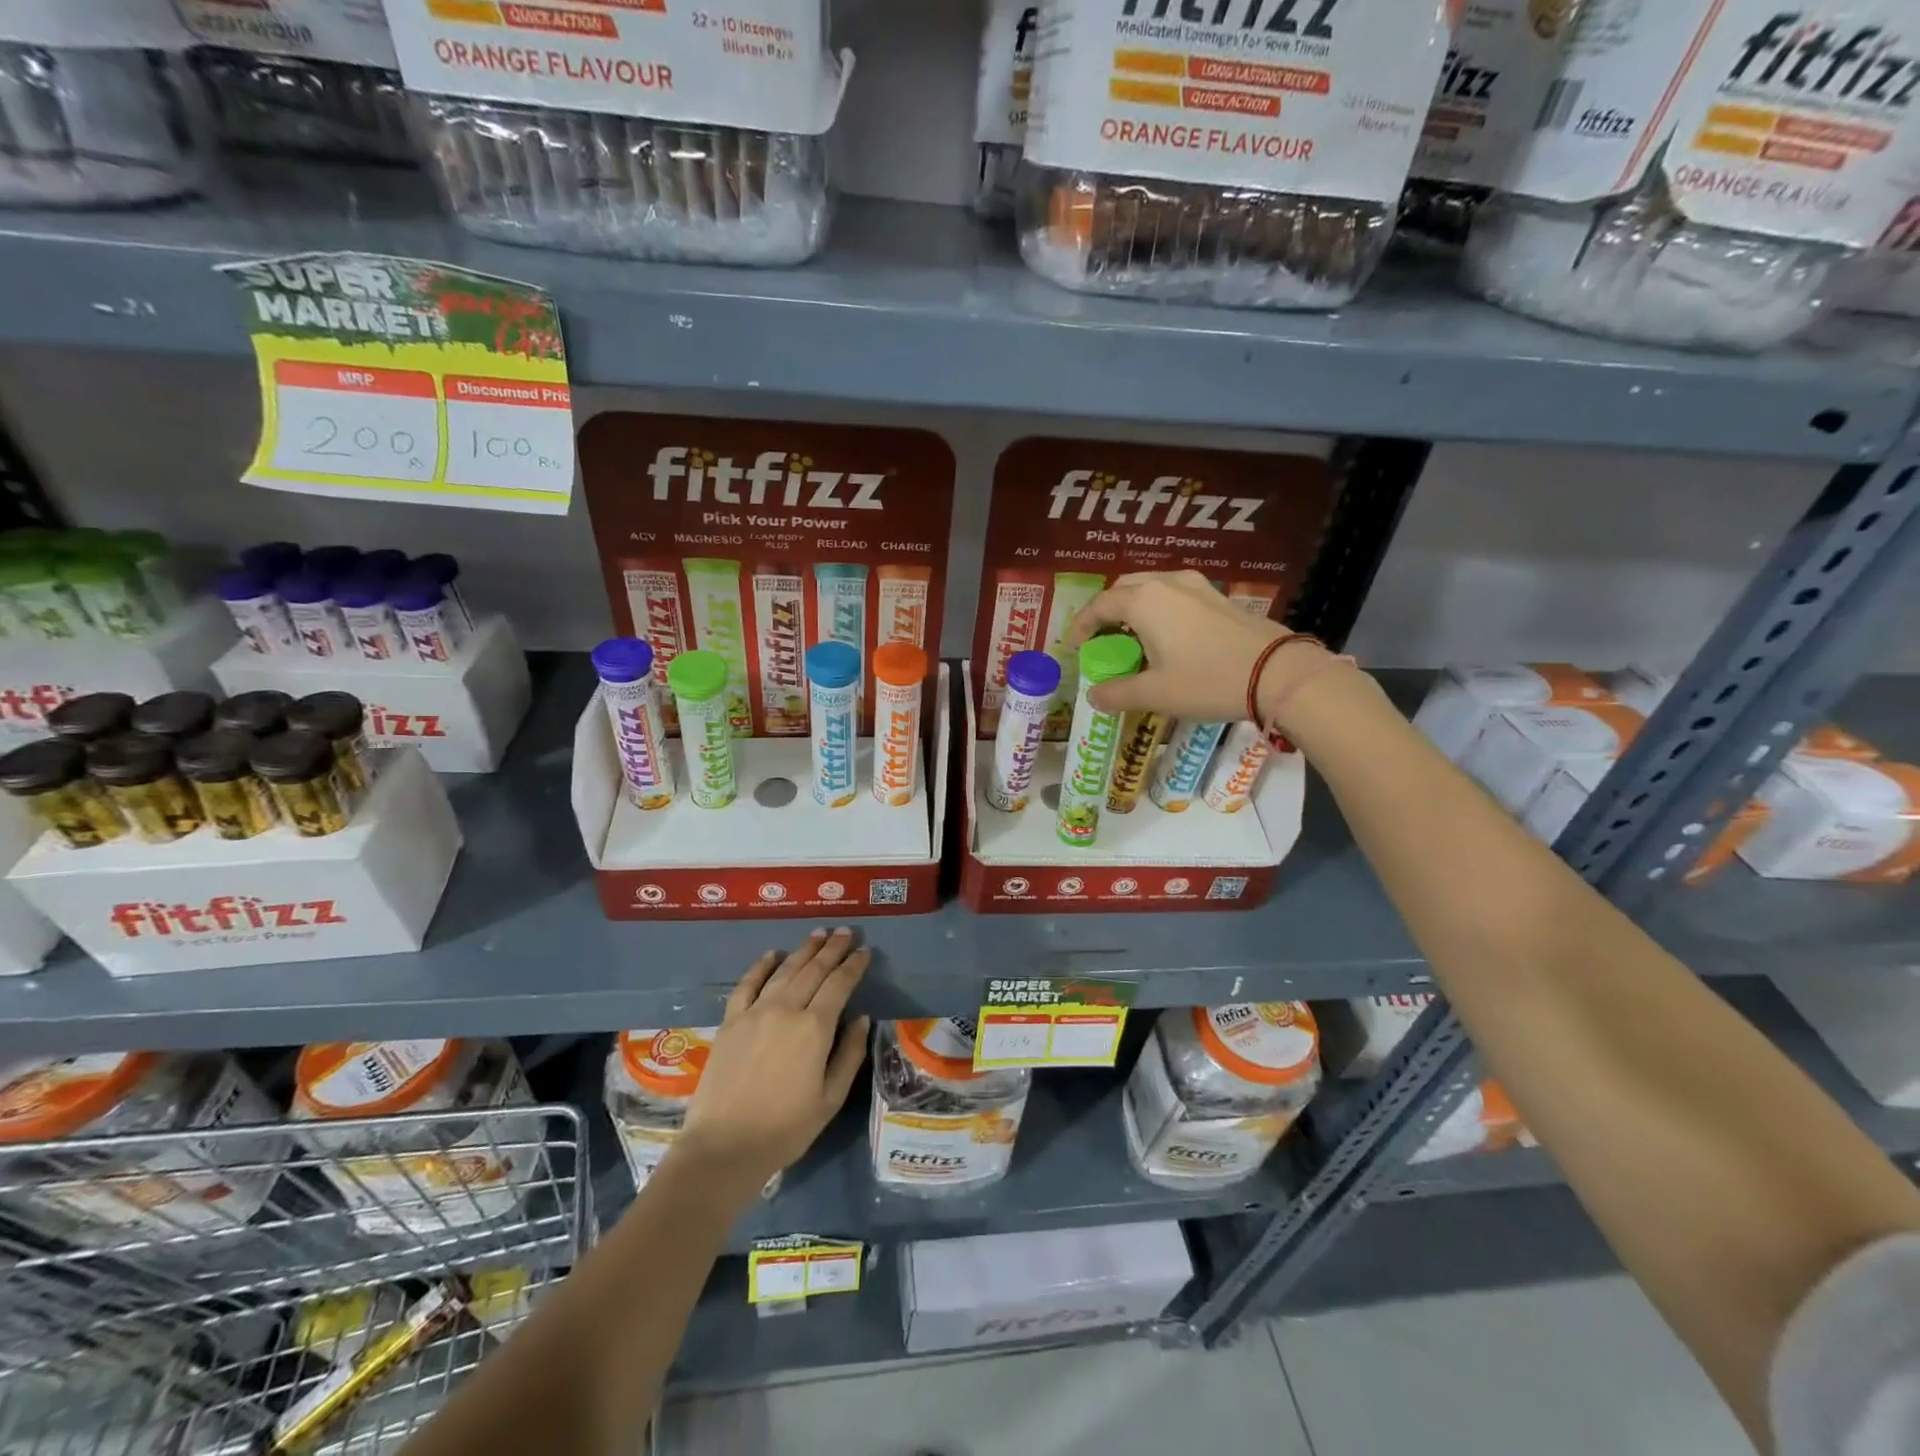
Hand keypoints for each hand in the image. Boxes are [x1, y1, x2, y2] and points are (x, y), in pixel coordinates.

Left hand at [676, 928, 871, 1198]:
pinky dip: (761, 966)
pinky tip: (772, 954)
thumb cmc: (785, 1129)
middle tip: (845, 932)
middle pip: (813, 970)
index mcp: (815, 1028)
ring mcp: (755, 1012)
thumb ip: (849, 1054)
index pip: (839, 984)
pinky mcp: (731, 1021)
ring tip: (818, 934)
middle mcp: (786, 1009)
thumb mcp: (830, 1098)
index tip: (865, 950)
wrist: (724, 1147)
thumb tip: (861, 1019)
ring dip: (803, 950)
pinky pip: (748, 984)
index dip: (853, 965)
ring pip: (784, 971)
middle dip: (832, 949)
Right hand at [1064, 570, 1319, 722]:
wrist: (1277, 673)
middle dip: (1106, 611)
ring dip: (1133, 607)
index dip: (1081, 626)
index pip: (1099, 606)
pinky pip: (1174, 593)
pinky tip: (1166, 635)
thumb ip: (1117, 693)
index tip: (1075, 647)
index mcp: (1143, 602)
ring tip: (1132, 636)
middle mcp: (1166, 583)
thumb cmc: (1207, 680)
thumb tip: (1094, 696)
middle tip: (1102, 638)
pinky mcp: (1217, 596)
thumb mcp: (1156, 693)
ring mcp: (1196, 585)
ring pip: (1151, 586)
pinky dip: (1158, 608)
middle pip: (1123, 588)